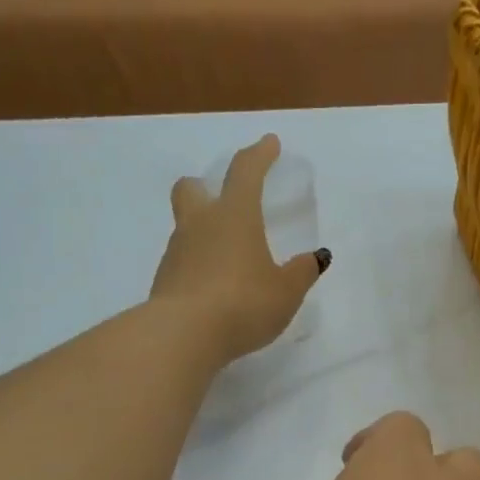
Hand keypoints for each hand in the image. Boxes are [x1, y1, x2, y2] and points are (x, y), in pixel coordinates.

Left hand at [150, 135, 329, 362]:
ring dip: (202, 232)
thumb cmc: (243, 303)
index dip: (259, 154)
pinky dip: (196, 266)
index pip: (246, 171)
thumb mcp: (285, 292)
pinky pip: (182, 262)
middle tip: (221, 199)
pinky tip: (212, 288)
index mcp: (235, 215)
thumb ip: (301, 272)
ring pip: (185, 227)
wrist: (183, 335)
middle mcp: (200, 224)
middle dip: (205, 187)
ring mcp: (176, 252)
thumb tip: (316, 257)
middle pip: (191, 189)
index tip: (269, 144)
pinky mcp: (164, 281)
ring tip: (226, 258)